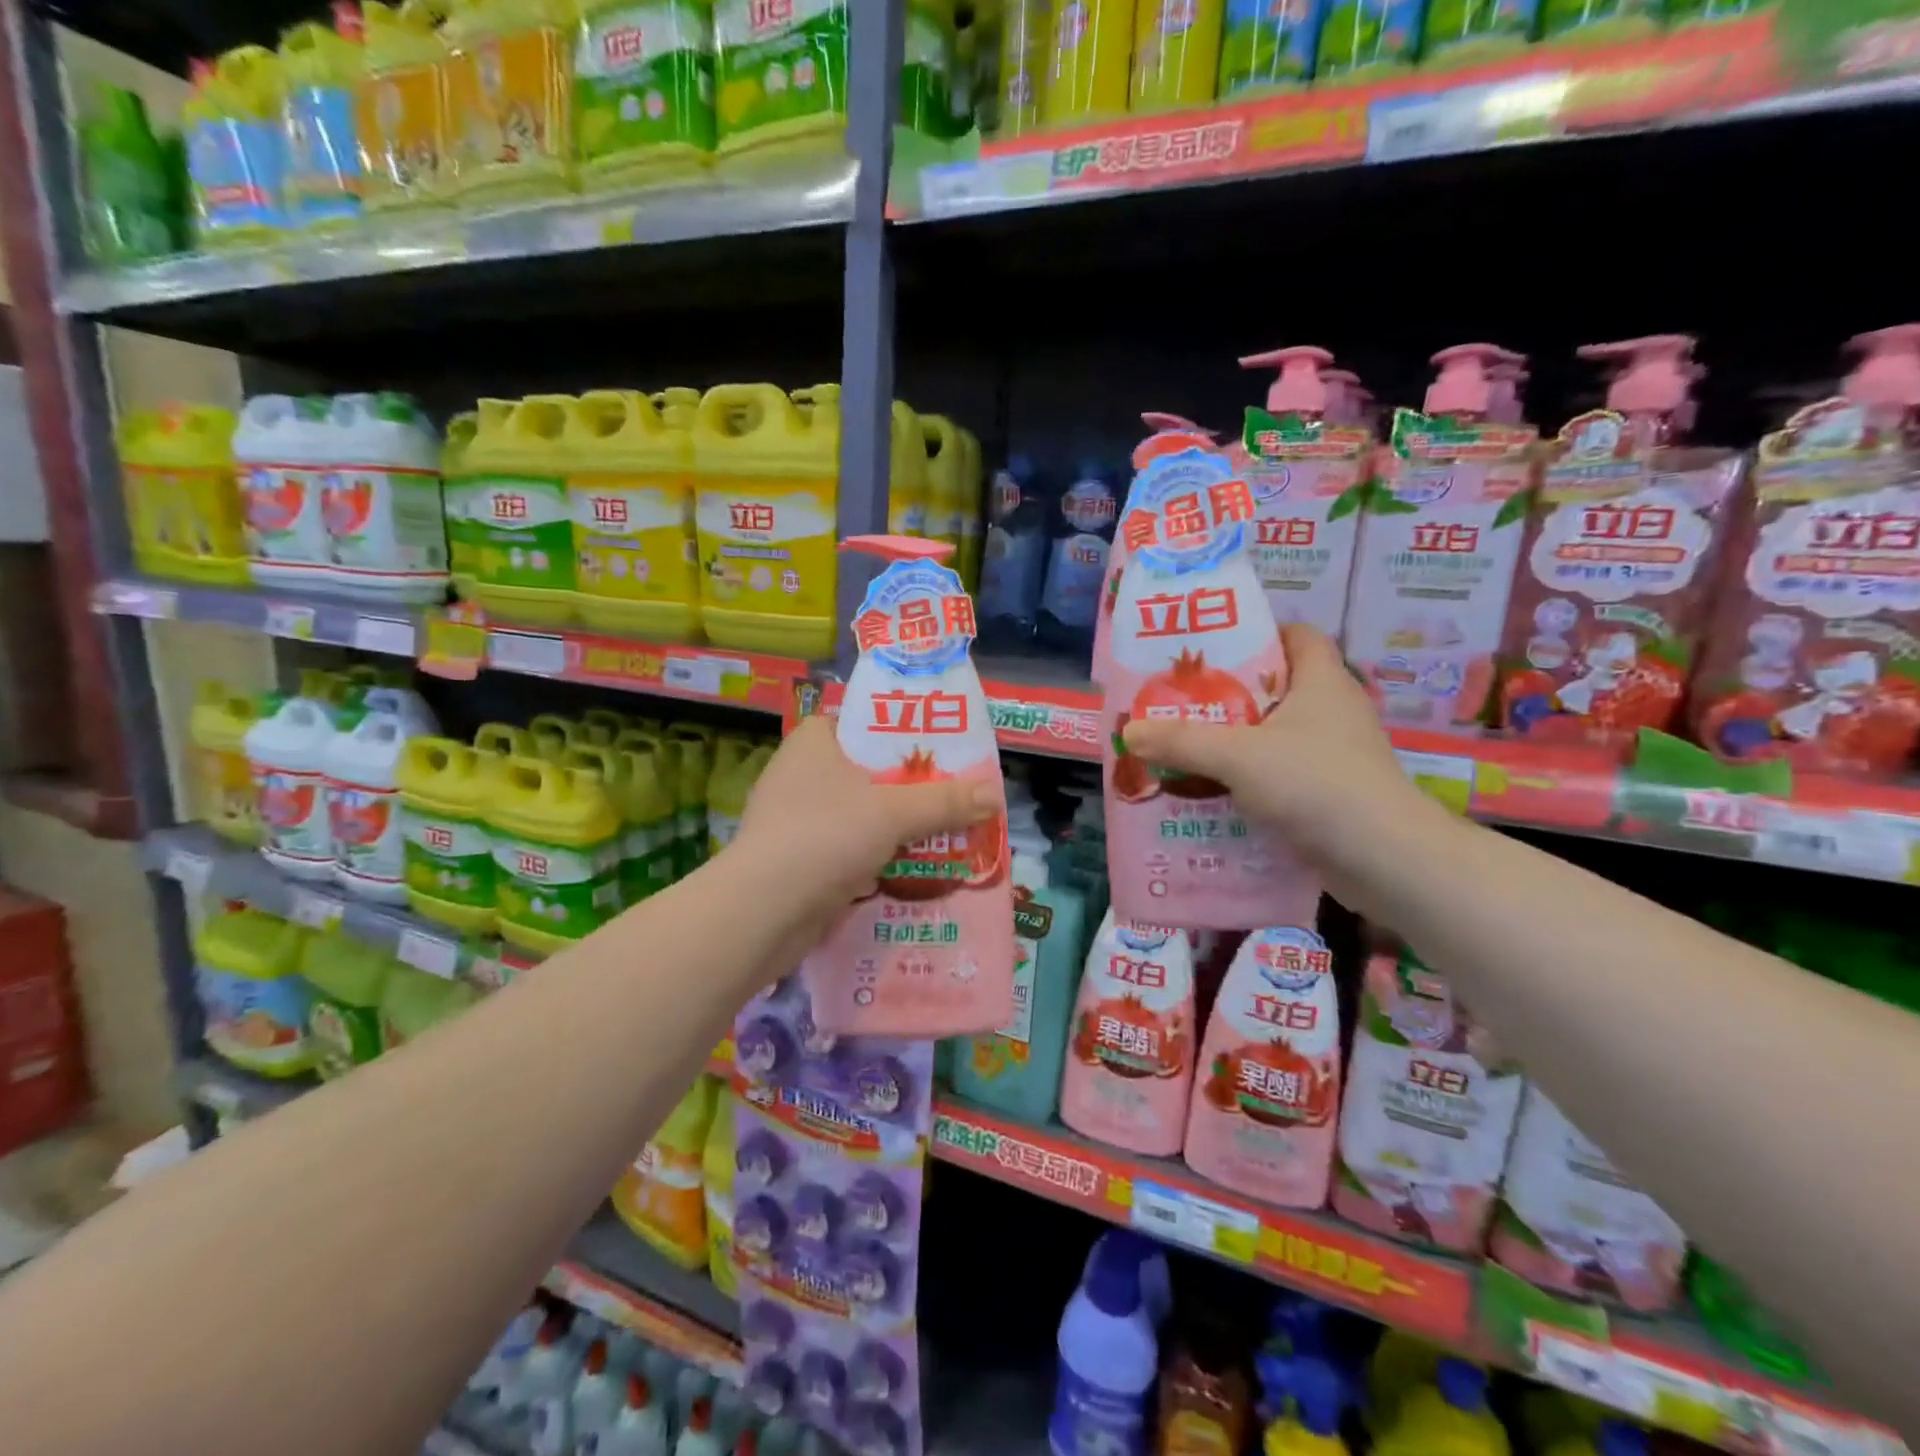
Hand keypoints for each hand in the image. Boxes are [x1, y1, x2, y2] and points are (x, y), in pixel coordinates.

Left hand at [730, 715, 999, 919]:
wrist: (763, 912)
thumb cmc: (825, 836)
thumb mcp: (893, 812)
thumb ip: (944, 802)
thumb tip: (994, 794)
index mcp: (814, 743)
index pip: (863, 723)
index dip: (903, 732)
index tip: (941, 749)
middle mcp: (800, 774)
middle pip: (868, 771)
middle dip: (911, 787)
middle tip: (954, 793)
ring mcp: (796, 820)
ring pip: (861, 813)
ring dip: (897, 826)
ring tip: (945, 831)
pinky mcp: (798, 860)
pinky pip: (849, 848)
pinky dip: (877, 856)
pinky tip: (912, 867)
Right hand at [1121, 624, 1430, 868]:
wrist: (1384, 859)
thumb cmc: (1316, 784)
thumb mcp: (1237, 756)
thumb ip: (1181, 741)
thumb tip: (1128, 731)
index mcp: (1322, 681)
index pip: (1297, 635)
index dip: (1258, 634)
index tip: (1212, 650)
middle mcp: (1333, 710)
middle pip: (1276, 687)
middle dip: (1228, 694)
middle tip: (1179, 700)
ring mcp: (1335, 754)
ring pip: (1275, 734)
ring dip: (1234, 740)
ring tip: (1185, 746)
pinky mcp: (1331, 792)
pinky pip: (1281, 773)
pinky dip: (1249, 778)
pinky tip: (1213, 791)